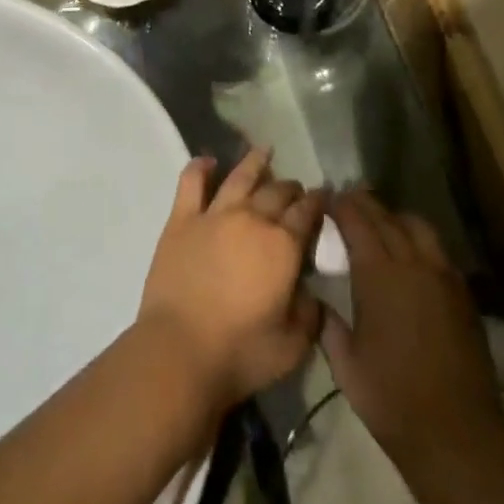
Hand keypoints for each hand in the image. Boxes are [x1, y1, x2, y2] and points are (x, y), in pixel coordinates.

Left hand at [136, 147, 323, 415]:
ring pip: (240, 177)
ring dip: (255, 162)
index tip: (324, 196)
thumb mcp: (293, 346)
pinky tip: (208, 161)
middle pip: (277, 192)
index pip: (307, 213)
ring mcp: (215, 215)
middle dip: (291, 187)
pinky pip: (191, 183)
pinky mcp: (182, 220)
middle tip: (296, 189)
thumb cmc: (240, 353)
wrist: (179, 351)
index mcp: (283, 246)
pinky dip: (200, 167)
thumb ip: (309, 315)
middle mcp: (252, 219)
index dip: (317, 202)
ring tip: (265, 150)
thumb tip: (312, 295)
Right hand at [321, 191, 503, 469]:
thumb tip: (318, 303)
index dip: (341, 206)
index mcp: (379, 274)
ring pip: (417, 227)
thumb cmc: (391, 398)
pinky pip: (436, 250)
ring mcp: (442, 275)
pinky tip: (410, 254)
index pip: (357, 222)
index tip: (327, 197)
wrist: (456, 431)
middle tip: (348, 198)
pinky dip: (418, 240)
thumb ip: (329, 326)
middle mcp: (412, 262)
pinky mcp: (462, 292)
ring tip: (380, 220)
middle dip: (365, 203)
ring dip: (395, 217)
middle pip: (386, 217)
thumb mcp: (346, 365)